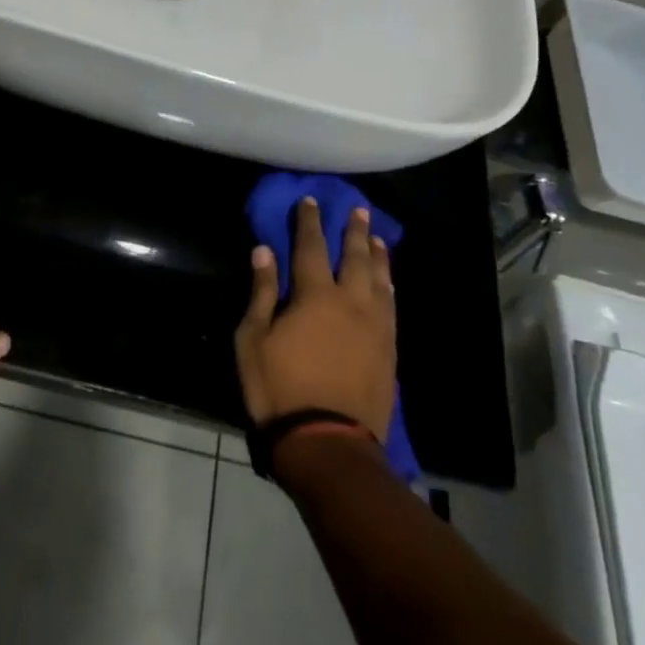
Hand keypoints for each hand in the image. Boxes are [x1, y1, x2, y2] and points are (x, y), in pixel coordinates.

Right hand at [235, 198, 395, 440]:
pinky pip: (392, 308)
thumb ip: (262, 292)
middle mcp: (351, 302)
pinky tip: (389, 284)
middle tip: (358, 209)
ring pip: (380, 280)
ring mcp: (375, 327)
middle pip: (355, 257)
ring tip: (377, 238)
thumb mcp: (252, 340)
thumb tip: (264, 251)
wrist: (327, 443)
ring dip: (378, 255)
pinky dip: (389, 288)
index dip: (310, 221)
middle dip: (354, 231)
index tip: (311, 201)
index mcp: (315, 295)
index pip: (312, 246)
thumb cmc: (279, 389)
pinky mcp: (389, 351)